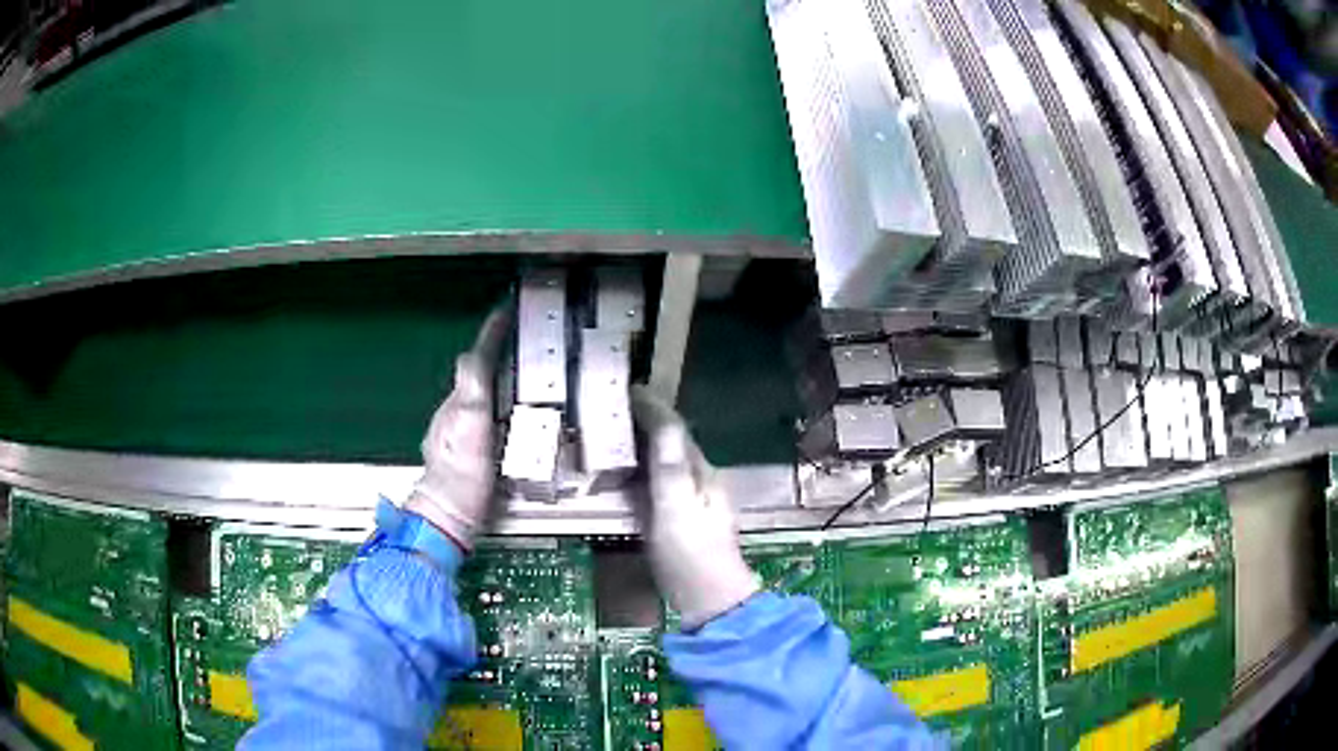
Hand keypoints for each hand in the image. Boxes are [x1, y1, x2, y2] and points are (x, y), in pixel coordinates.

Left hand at [406, 307, 510, 550]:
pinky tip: (509, 416)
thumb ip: (471, 389)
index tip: (506, 312)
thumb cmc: (463, 473)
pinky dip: (495, 404)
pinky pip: (482, 414)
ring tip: (522, 372)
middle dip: (496, 352)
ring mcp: (458, 431)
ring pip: (479, 393)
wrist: (450, 513)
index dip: (491, 334)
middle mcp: (455, 412)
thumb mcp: (470, 426)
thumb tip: (471, 354)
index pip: (476, 358)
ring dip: (497, 378)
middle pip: (476, 372)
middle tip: (522, 340)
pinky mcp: (466, 448)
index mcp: (459, 401)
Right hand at [631, 387, 759, 629]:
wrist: (709, 599)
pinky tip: (625, 473)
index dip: (653, 407)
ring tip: (614, 431)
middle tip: (613, 406)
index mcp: (701, 472)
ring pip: (665, 462)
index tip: (629, 387)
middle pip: (671, 442)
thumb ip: (669, 467)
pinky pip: (658, 483)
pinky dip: (641, 469)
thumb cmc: (690, 553)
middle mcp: (700, 480)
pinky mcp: (679, 519)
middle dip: (646, 420)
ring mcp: (691, 501)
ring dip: (643, 443)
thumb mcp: (675, 508)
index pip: (675, 429)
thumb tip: (662, 421)